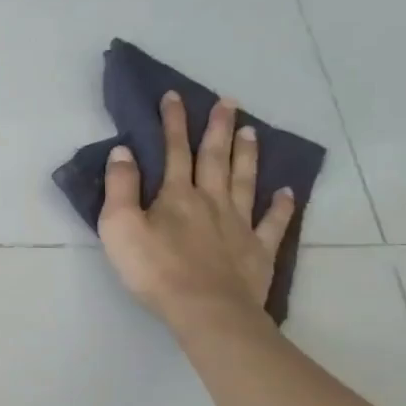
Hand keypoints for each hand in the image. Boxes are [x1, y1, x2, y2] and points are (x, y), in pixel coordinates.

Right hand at [99, 92, 296, 325]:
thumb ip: (120, 187)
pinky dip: (281, 206)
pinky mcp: (257, 250)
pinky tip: (287, 192)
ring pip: (245, 181)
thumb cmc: (153, 268)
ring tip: (251, 131)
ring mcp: (239, 224)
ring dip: (247, 155)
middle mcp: (210, 201)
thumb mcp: (119, 225)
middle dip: (217, 128)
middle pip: (215, 158)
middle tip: (227, 102)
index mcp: (175, 195)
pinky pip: (272, 222)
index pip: (173, 151)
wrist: (205, 309)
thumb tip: (123, 150)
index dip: (172, 123)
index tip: (174, 96)